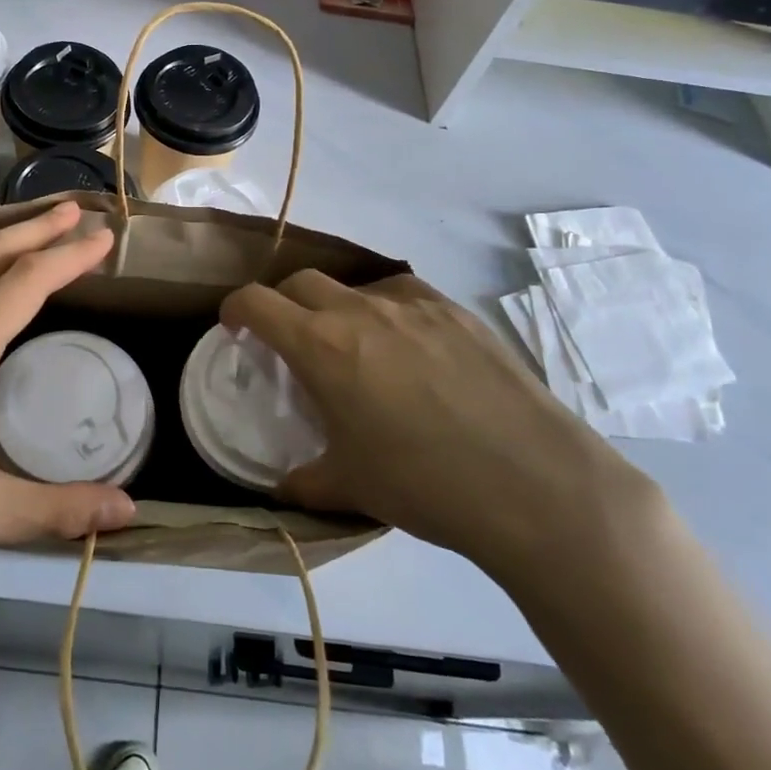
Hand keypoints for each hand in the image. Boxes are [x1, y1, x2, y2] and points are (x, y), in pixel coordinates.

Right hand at [220, 270, 657, 586]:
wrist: (536, 484)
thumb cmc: (426, 485)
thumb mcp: (352, 487)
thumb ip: (306, 479)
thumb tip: (284, 485)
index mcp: (321, 346)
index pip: (256, 301)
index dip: (235, 309)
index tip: (234, 327)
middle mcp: (360, 310)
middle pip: (301, 281)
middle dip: (283, 303)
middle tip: (289, 338)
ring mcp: (413, 304)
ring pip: (354, 285)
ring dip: (337, 306)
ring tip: (353, 345)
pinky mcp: (457, 310)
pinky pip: (404, 295)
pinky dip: (387, 311)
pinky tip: (408, 348)